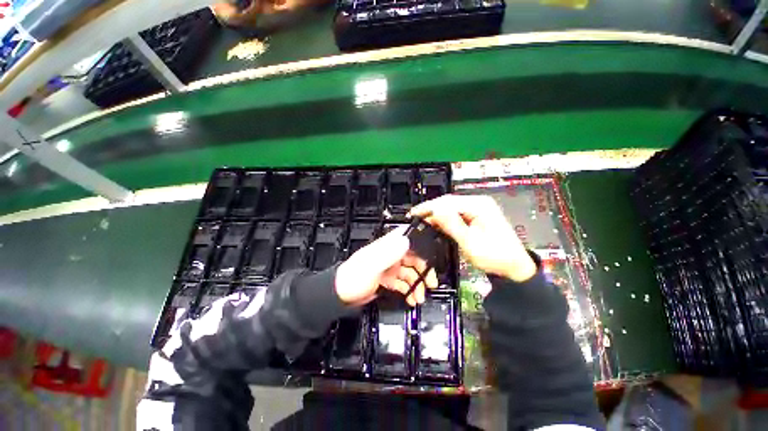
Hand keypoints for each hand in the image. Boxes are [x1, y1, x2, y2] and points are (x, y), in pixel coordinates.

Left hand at [335, 227, 437, 306]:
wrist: (341, 296)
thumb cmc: (353, 278)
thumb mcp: (371, 265)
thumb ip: (388, 253)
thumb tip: (405, 240)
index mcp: (386, 246)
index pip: (408, 238)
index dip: (422, 244)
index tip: (433, 255)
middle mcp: (390, 254)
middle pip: (413, 257)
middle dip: (423, 270)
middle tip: (431, 282)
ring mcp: (390, 267)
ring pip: (409, 272)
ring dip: (417, 284)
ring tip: (420, 296)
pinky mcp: (388, 279)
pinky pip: (403, 283)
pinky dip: (409, 290)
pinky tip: (411, 298)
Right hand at [409, 195, 536, 282]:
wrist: (514, 266)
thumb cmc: (495, 256)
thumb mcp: (470, 243)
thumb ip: (452, 225)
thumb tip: (435, 211)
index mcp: (479, 205)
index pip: (447, 201)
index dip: (428, 207)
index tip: (413, 213)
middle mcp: (478, 203)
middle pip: (448, 202)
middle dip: (431, 210)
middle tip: (415, 218)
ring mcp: (478, 208)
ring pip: (450, 207)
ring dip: (436, 214)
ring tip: (422, 221)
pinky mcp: (476, 215)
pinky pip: (456, 214)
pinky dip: (444, 219)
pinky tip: (436, 223)